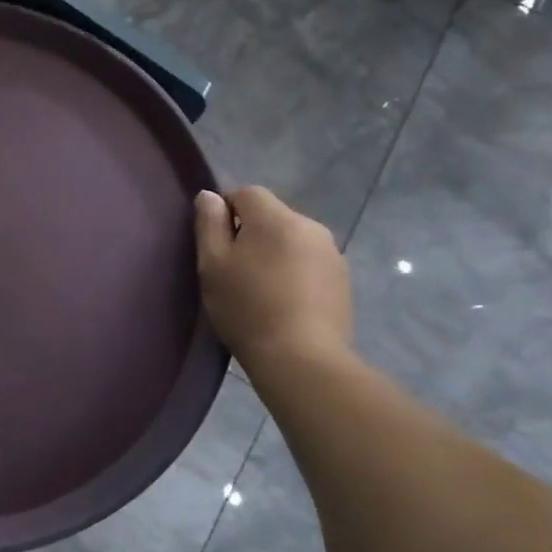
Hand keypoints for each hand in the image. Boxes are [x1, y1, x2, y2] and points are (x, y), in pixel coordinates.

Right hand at [194, 186, 351, 371]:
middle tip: (234, 270)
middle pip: (272, 216)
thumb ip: (209, 224)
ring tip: (260, 288)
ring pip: (292, 239)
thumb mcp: (212, 265)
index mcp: (276, 219)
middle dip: (251, 233)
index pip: (247, 193)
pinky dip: (294, 272)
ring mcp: (332, 253)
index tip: (215, 243)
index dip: (225, 210)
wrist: (301, 359)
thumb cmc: (247, 308)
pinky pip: (309, 262)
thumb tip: (210, 196)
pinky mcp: (343, 280)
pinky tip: (284, 302)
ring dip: (275, 253)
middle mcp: (310, 226)